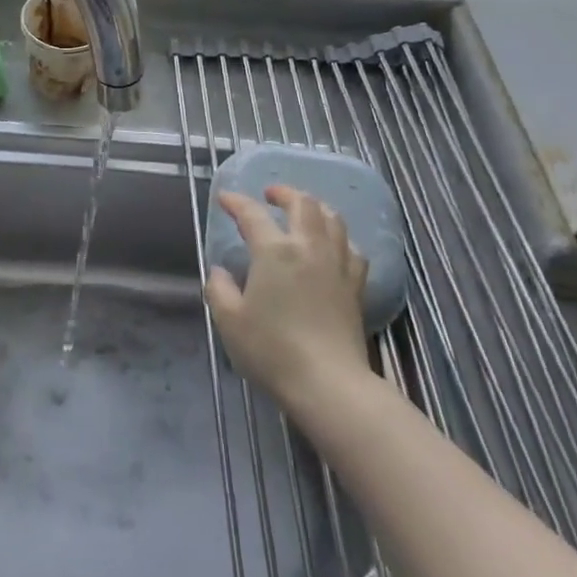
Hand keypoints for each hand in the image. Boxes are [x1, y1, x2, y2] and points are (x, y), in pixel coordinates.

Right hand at [204, 186, 371, 410]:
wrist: (328, 383)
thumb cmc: (272, 350)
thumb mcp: (230, 321)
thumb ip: (219, 289)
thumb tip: (221, 272)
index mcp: (274, 251)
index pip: (252, 214)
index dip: (236, 202)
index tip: (225, 198)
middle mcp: (308, 247)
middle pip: (303, 204)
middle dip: (285, 193)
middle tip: (270, 195)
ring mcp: (337, 264)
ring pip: (333, 219)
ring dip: (315, 207)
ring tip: (303, 211)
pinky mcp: (356, 285)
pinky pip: (352, 248)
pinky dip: (339, 238)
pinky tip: (334, 247)